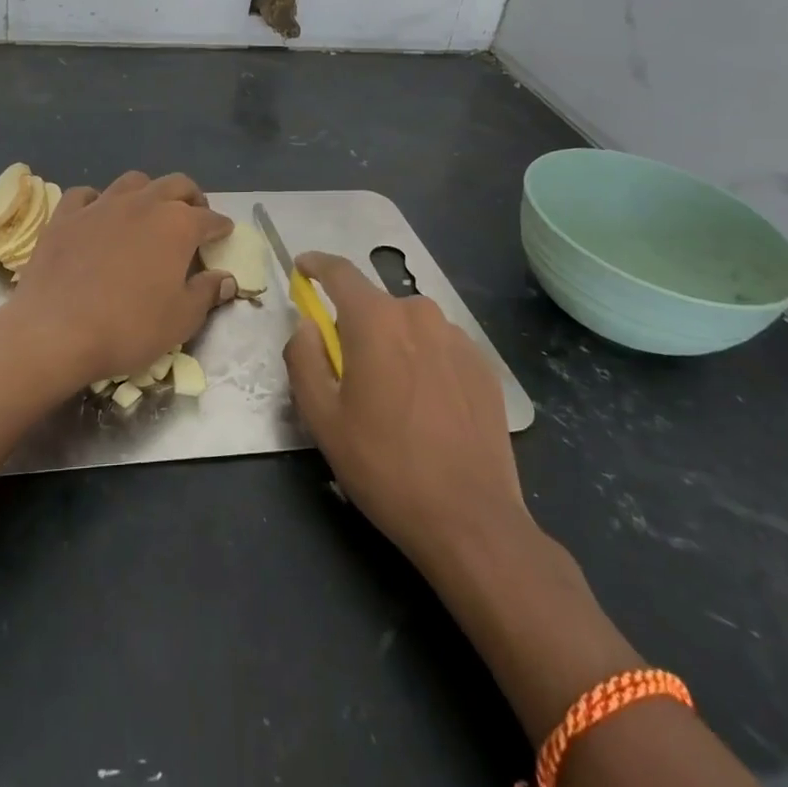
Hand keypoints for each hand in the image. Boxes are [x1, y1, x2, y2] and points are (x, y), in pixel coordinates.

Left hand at [5, 171, 235, 391]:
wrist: (55, 331)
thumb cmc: (128, 328)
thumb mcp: (180, 320)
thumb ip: (206, 293)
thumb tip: (225, 279)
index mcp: (177, 225)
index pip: (209, 218)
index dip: (220, 226)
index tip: (224, 234)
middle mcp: (143, 204)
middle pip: (175, 185)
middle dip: (190, 197)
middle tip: (193, 215)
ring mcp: (101, 205)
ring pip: (133, 181)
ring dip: (148, 192)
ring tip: (149, 210)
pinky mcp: (66, 215)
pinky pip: (86, 194)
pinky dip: (98, 200)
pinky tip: (98, 215)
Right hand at [283, 252, 529, 571]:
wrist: (472, 521)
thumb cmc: (385, 466)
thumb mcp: (322, 418)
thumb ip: (303, 359)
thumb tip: (307, 327)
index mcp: (376, 320)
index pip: (339, 272)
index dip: (316, 265)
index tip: (303, 269)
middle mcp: (419, 314)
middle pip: (375, 305)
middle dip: (354, 325)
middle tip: (345, 371)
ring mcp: (458, 339)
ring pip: (409, 327)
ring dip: (392, 345)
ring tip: (390, 397)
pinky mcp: (484, 366)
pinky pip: (439, 348)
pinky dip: (423, 362)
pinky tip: (425, 408)